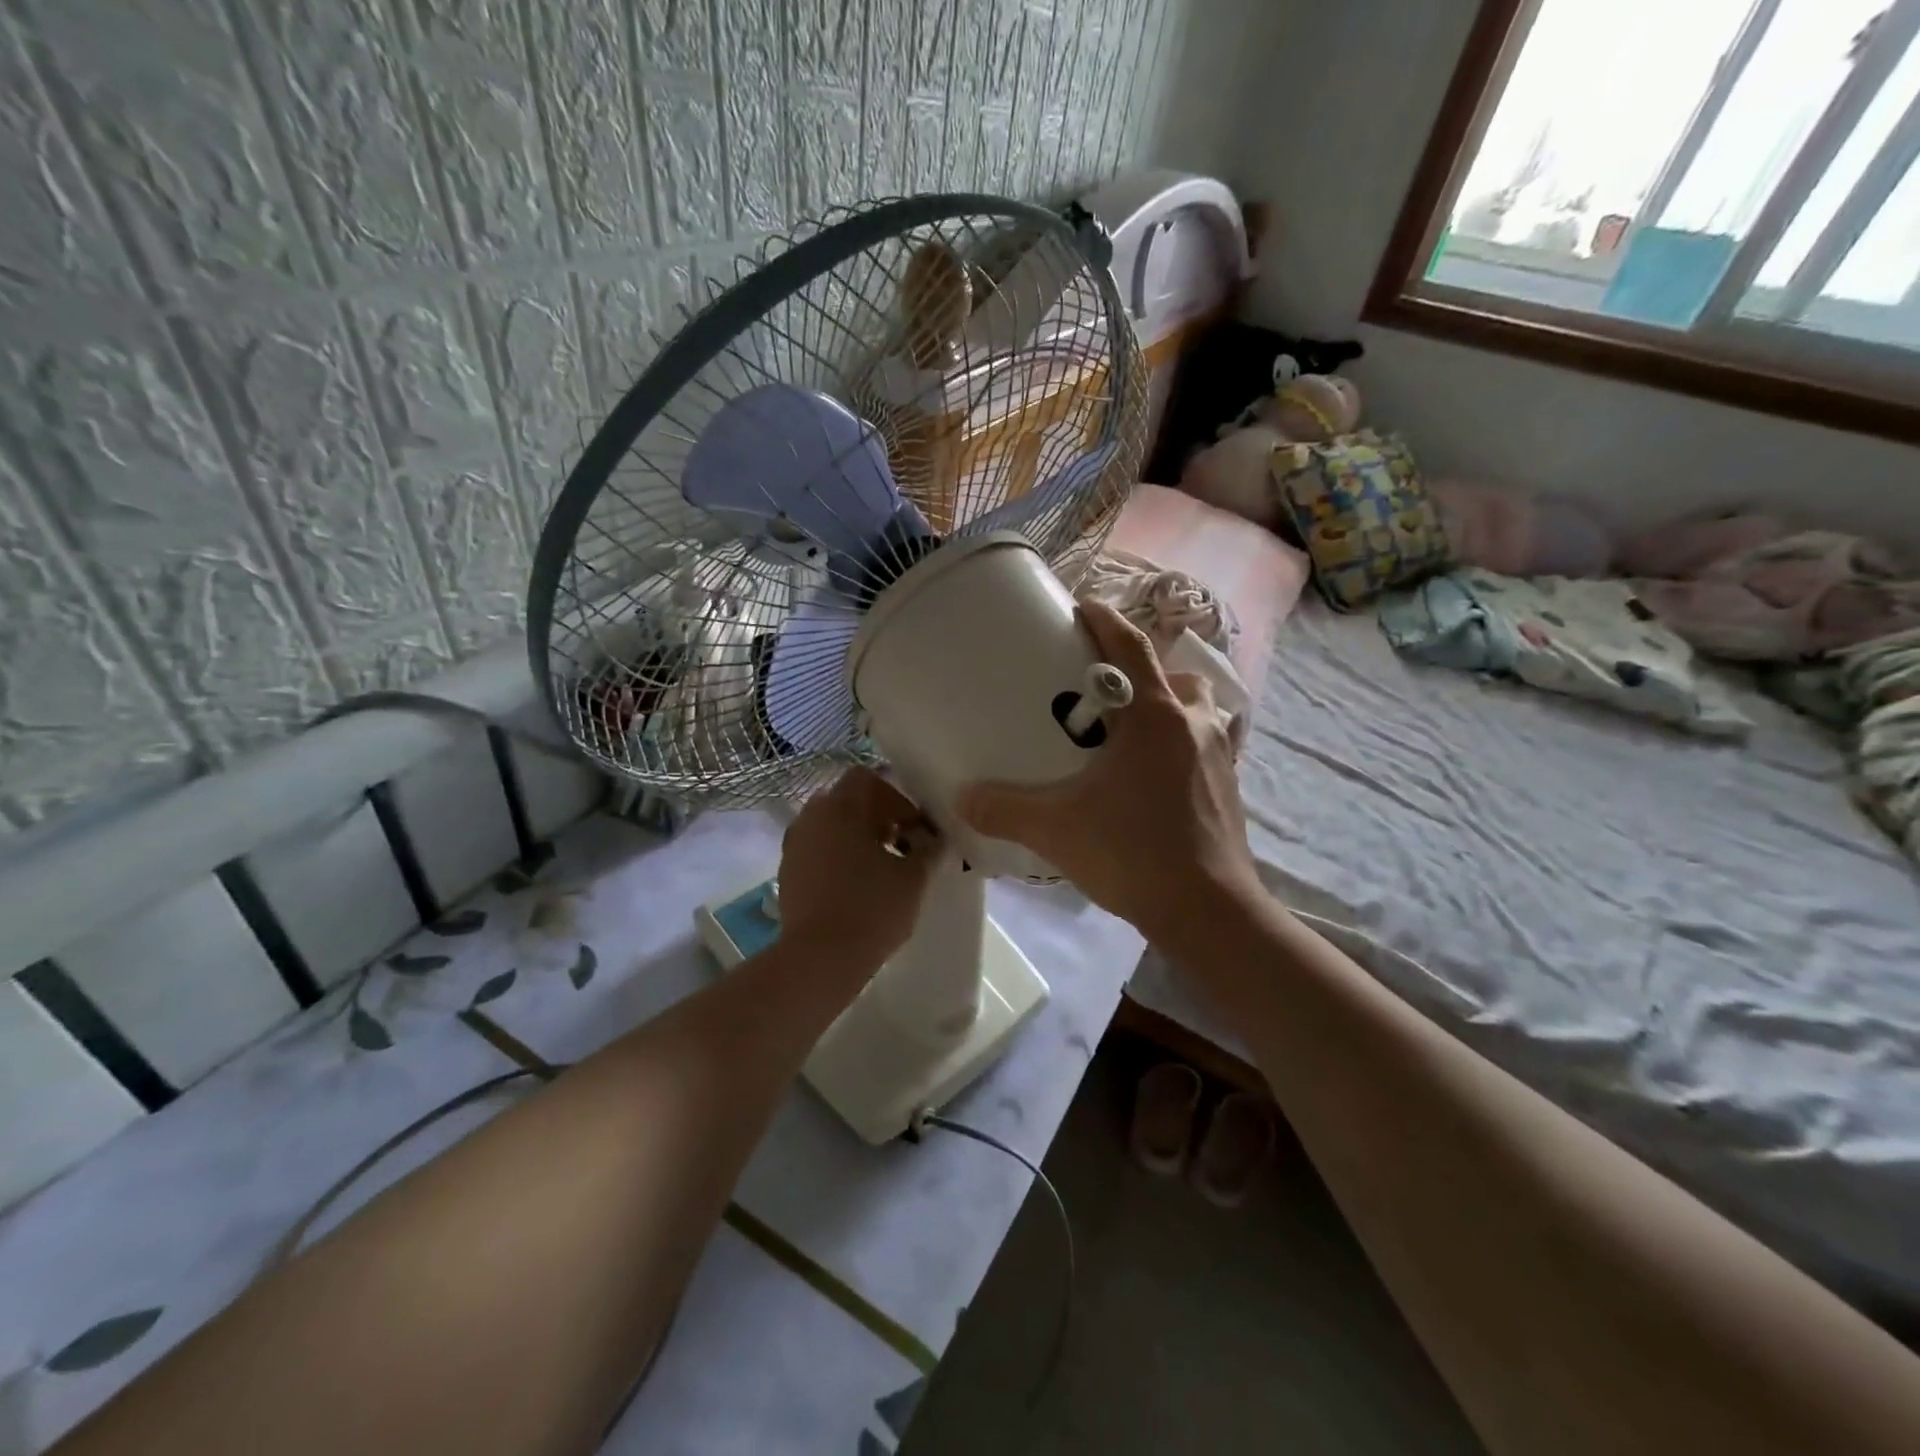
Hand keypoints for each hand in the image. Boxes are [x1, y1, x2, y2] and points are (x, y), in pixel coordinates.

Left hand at [777, 767, 940, 972]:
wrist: (819, 959)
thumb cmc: (871, 909)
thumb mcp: (913, 878)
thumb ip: (928, 850)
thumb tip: (935, 840)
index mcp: (840, 807)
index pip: (867, 778)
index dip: (895, 796)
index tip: (915, 825)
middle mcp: (811, 817)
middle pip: (847, 801)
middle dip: (877, 816)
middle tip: (903, 844)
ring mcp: (795, 845)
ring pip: (831, 826)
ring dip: (857, 837)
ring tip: (882, 866)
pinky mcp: (788, 872)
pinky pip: (818, 850)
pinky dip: (839, 857)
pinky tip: (858, 885)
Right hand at [957, 601, 1259, 946]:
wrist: (1208, 911)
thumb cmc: (1133, 853)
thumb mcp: (1056, 829)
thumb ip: (1004, 808)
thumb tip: (961, 796)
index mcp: (1155, 717)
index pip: (1133, 647)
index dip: (1107, 621)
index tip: (1084, 608)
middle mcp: (1194, 725)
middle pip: (1176, 676)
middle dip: (1145, 672)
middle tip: (1107, 690)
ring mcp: (1219, 757)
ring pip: (1199, 712)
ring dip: (1171, 709)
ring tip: (1133, 734)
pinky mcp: (1229, 789)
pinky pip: (1205, 748)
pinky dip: (1182, 747)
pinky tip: (1153, 780)